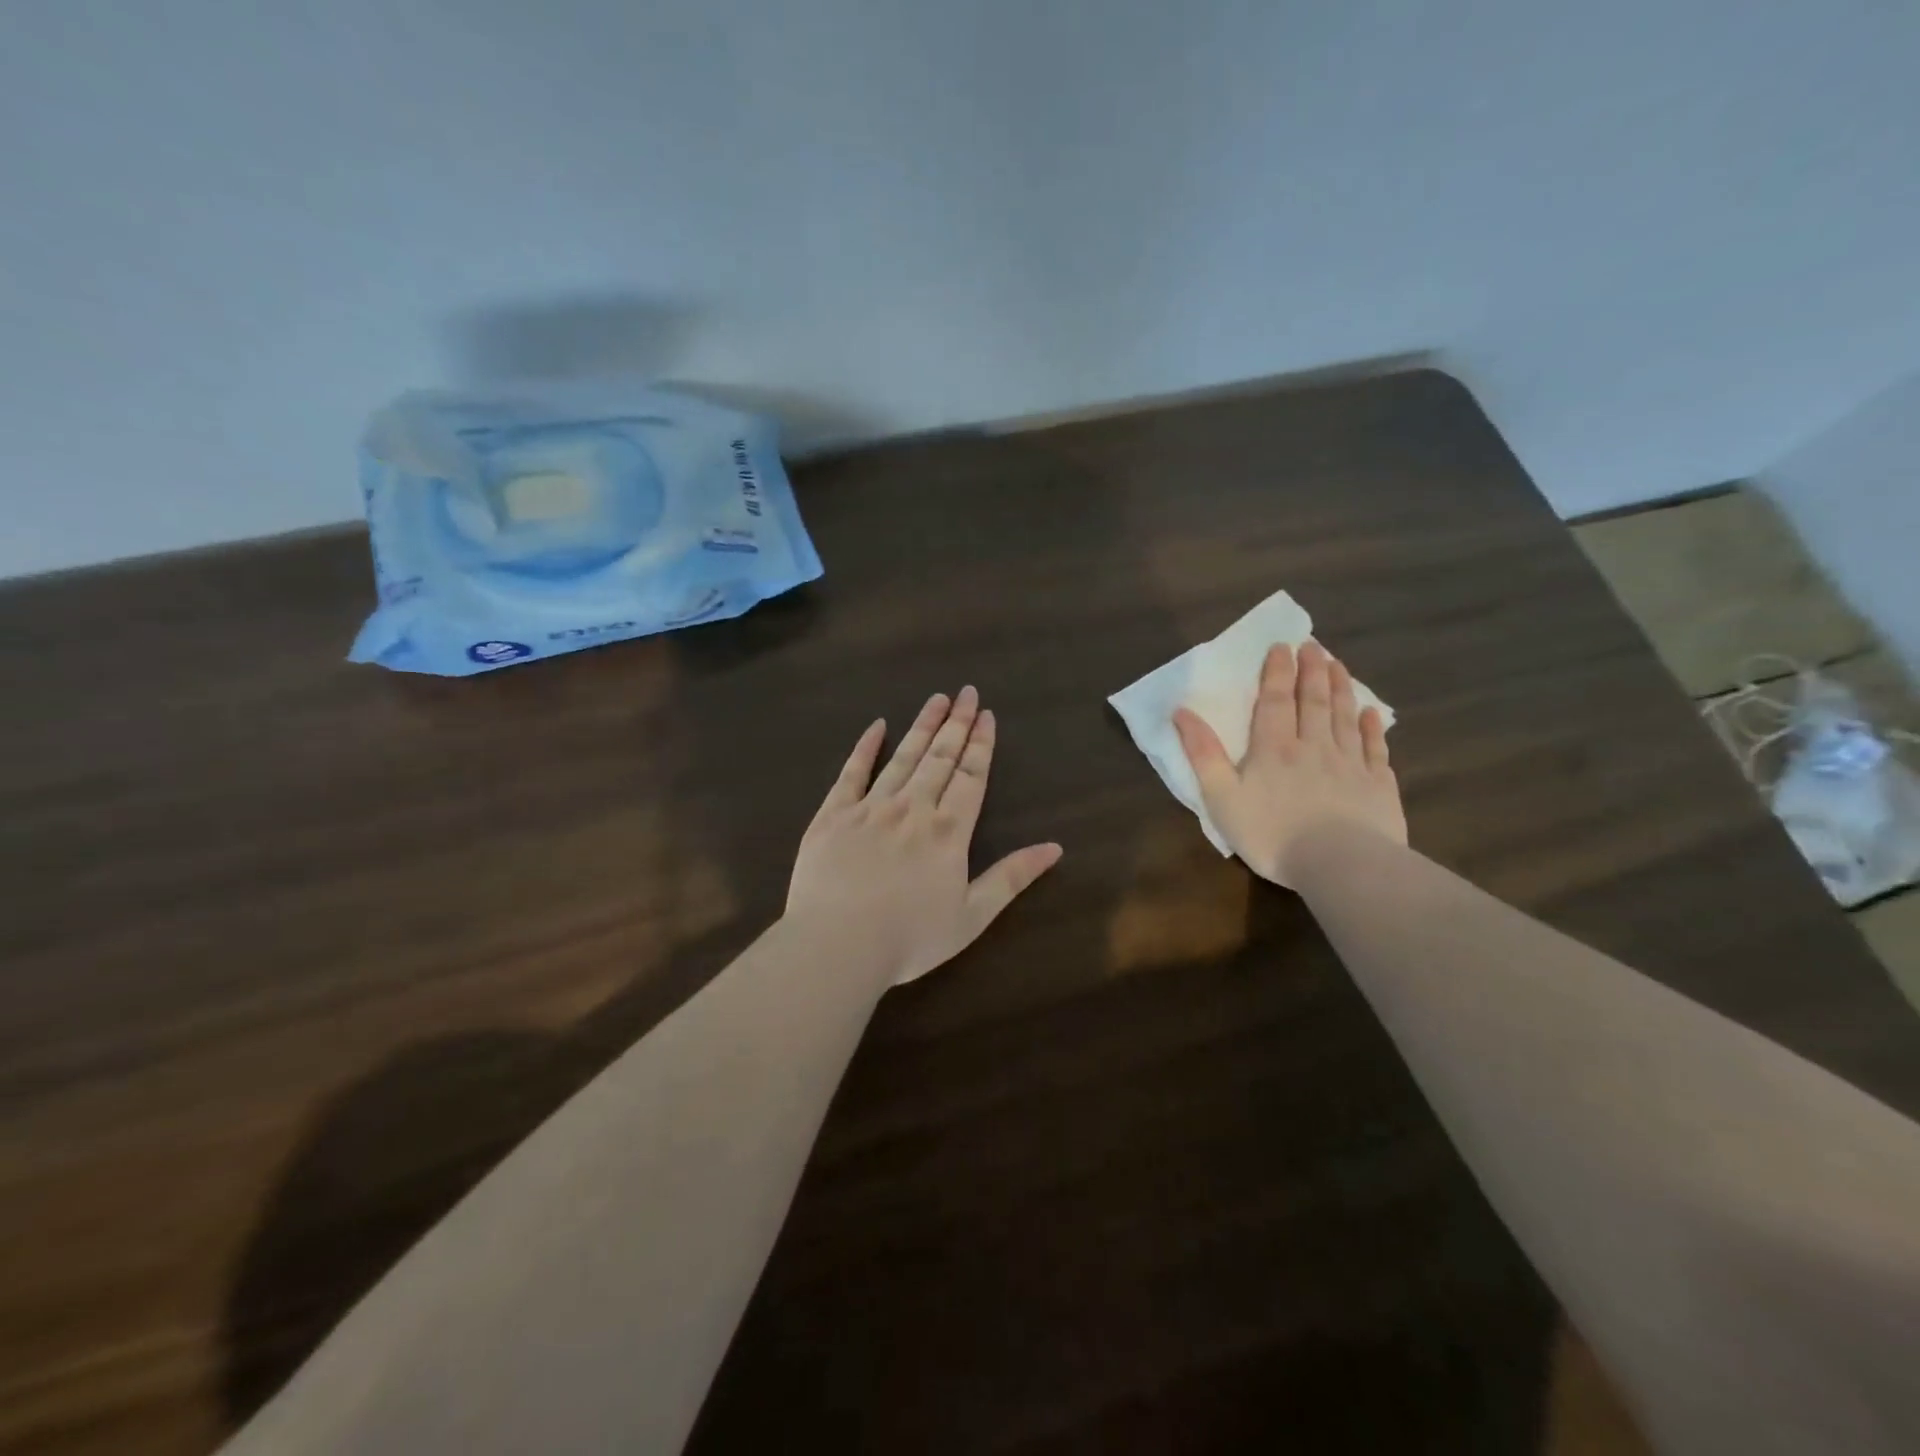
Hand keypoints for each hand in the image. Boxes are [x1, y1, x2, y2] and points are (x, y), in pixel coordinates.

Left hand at [786, 687, 1063, 985]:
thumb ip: (1012, 877)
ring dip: (922, 726)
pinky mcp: (833, 815)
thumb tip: (1055, 848)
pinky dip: (865, 747)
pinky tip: (876, 726)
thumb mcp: (972, 916)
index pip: (971, 776)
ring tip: (936, 699)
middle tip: (967, 692)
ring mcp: (870, 807)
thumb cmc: (910, 938)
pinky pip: (851, 773)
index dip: (981, 744)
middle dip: (956, 723)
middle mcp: (913, 808)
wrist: (837, 945)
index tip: (986, 714)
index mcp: (948, 831)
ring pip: (903, 757)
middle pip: (940, 757)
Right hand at [1173, 641, 1405, 885]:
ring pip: (1345, 716)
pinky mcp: (1378, 784)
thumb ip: (1203, 754)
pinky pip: (1375, 747)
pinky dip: (1373, 727)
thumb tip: (1182, 712)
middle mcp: (1314, 746)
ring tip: (1338, 665)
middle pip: (1314, 700)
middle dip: (1311, 670)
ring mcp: (1351, 763)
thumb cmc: (1272, 834)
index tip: (1281, 647)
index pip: (1275, 700)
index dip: (1277, 672)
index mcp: (1274, 748)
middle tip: (1313, 645)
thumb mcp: (1222, 797)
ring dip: (1341, 688)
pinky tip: (1372, 714)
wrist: (1342, 864)